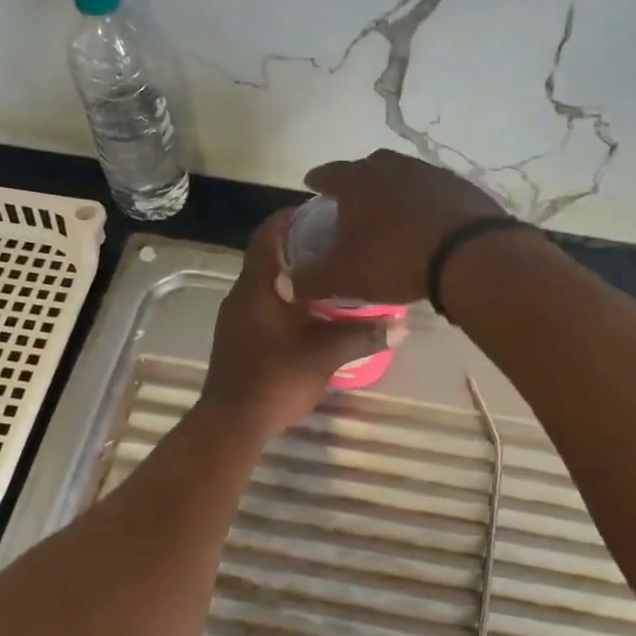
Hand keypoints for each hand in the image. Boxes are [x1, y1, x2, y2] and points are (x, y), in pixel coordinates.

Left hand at [200, 211, 404, 435]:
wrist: (232, 422)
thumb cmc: (276, 379)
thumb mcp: (325, 355)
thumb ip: (363, 336)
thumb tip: (402, 327)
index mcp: (258, 286)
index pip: (269, 234)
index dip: (292, 217)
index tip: (323, 212)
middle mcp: (242, 294)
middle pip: (269, 255)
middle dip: (301, 246)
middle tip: (339, 245)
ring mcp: (237, 316)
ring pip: (267, 281)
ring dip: (295, 275)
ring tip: (332, 276)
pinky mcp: (238, 336)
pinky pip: (264, 303)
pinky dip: (287, 298)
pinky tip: (313, 313)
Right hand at [286, 149, 507, 305]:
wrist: (469, 254)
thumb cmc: (395, 259)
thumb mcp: (345, 276)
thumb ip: (311, 279)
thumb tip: (283, 284)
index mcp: (358, 180)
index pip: (329, 173)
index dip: (318, 180)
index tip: (312, 185)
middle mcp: (393, 167)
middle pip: (369, 168)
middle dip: (358, 182)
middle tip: (352, 202)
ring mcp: (431, 173)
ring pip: (404, 177)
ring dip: (394, 192)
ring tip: (390, 214)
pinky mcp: (461, 187)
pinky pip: (434, 193)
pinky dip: (425, 204)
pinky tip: (427, 224)